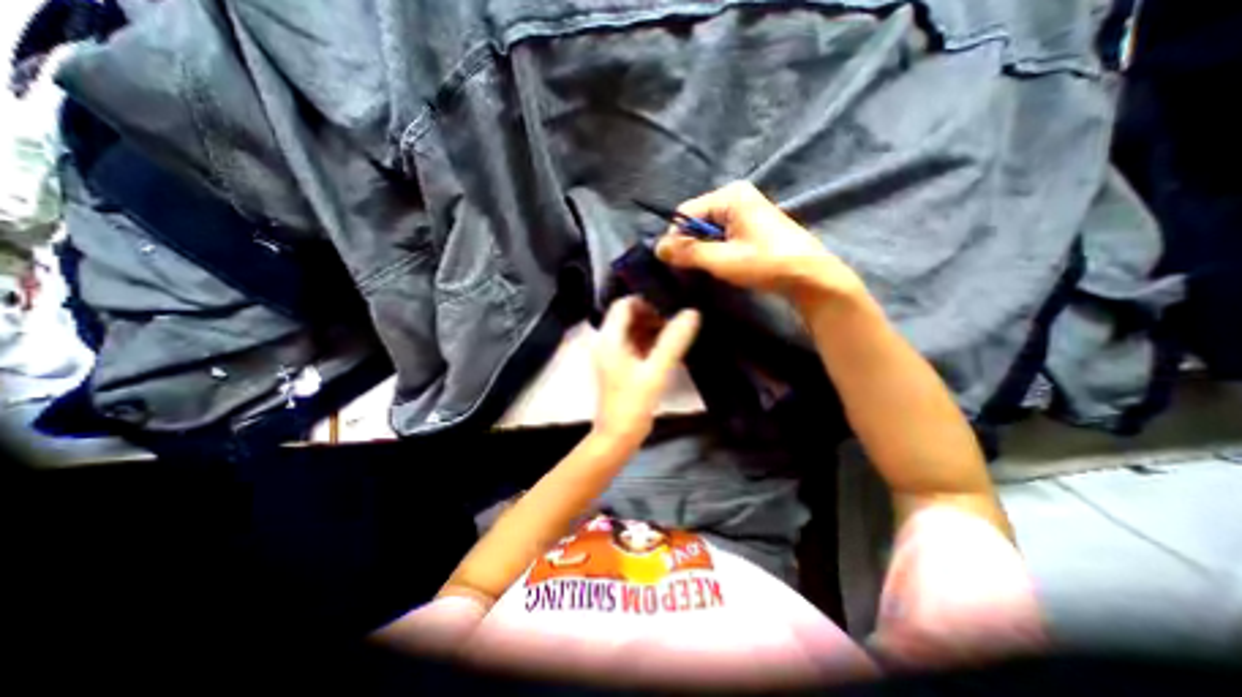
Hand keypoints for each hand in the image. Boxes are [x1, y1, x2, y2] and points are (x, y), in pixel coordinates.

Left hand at [591, 297, 696, 443]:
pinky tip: (670, 346)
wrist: (618, 435)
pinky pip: (636, 344)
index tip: (670, 304)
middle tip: (678, 317)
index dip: (646, 300)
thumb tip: (692, 313)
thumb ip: (673, 341)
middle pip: (629, 316)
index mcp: (609, 339)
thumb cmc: (633, 403)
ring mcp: (614, 354)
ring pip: (634, 330)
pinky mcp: (621, 366)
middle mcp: (608, 342)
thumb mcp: (656, 371)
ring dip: (653, 328)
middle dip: (653, 314)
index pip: (623, 305)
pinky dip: (651, 341)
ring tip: (678, 329)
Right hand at [650, 180, 864, 300]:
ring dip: (702, 251)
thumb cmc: (767, 263)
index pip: (685, 213)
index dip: (676, 238)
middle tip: (691, 270)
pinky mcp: (749, 226)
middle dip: (690, 245)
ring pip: (707, 231)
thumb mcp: (723, 259)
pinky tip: (721, 266)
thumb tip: (657, 248)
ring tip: (707, 270)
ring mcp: (744, 211)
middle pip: (696, 220)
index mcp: (729, 196)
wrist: (810, 276)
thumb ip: (688, 252)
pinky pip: (720, 236)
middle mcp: (735, 197)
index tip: (675, 264)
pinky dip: (714, 251)